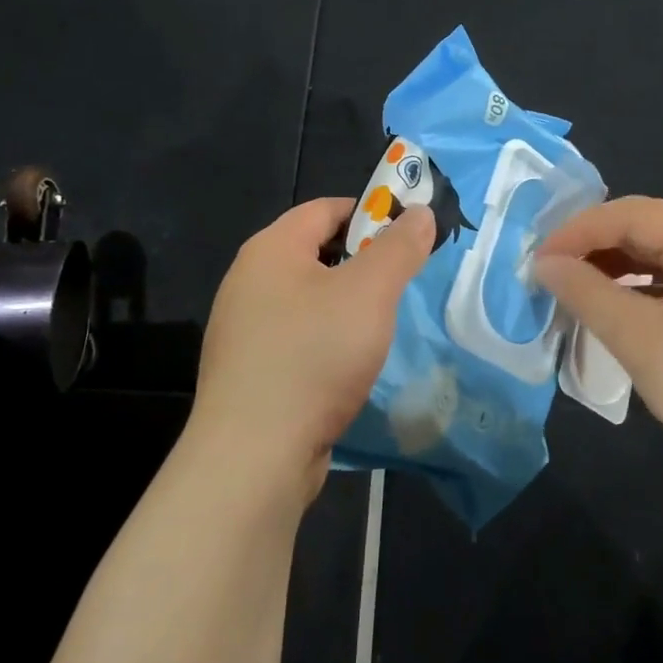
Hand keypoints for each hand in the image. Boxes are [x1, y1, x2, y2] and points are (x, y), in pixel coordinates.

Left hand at [187, 197, 435, 506]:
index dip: (370, 213)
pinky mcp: (247, 371)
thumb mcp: (370, 293)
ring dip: (345, 304)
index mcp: (270, 249)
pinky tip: (347, 364)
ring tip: (380, 325)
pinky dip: (325, 339)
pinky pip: (295, 337)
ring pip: (306, 299)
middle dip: (361, 261)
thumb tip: (421, 213)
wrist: (255, 453)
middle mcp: (247, 281)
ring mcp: (242, 329)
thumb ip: (399, 248)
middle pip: (314, 252)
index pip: (324, 208)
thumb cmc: (314, 356)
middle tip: (401, 282)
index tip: (408, 236)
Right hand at [534, 197, 662, 503]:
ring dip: (619, 269)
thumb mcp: (639, 339)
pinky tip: (621, 312)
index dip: (578, 231)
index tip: (537, 261)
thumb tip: (545, 264)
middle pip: (653, 229)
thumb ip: (586, 292)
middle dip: (597, 247)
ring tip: (578, 291)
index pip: (633, 213)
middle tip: (552, 274)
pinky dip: (645, 291)